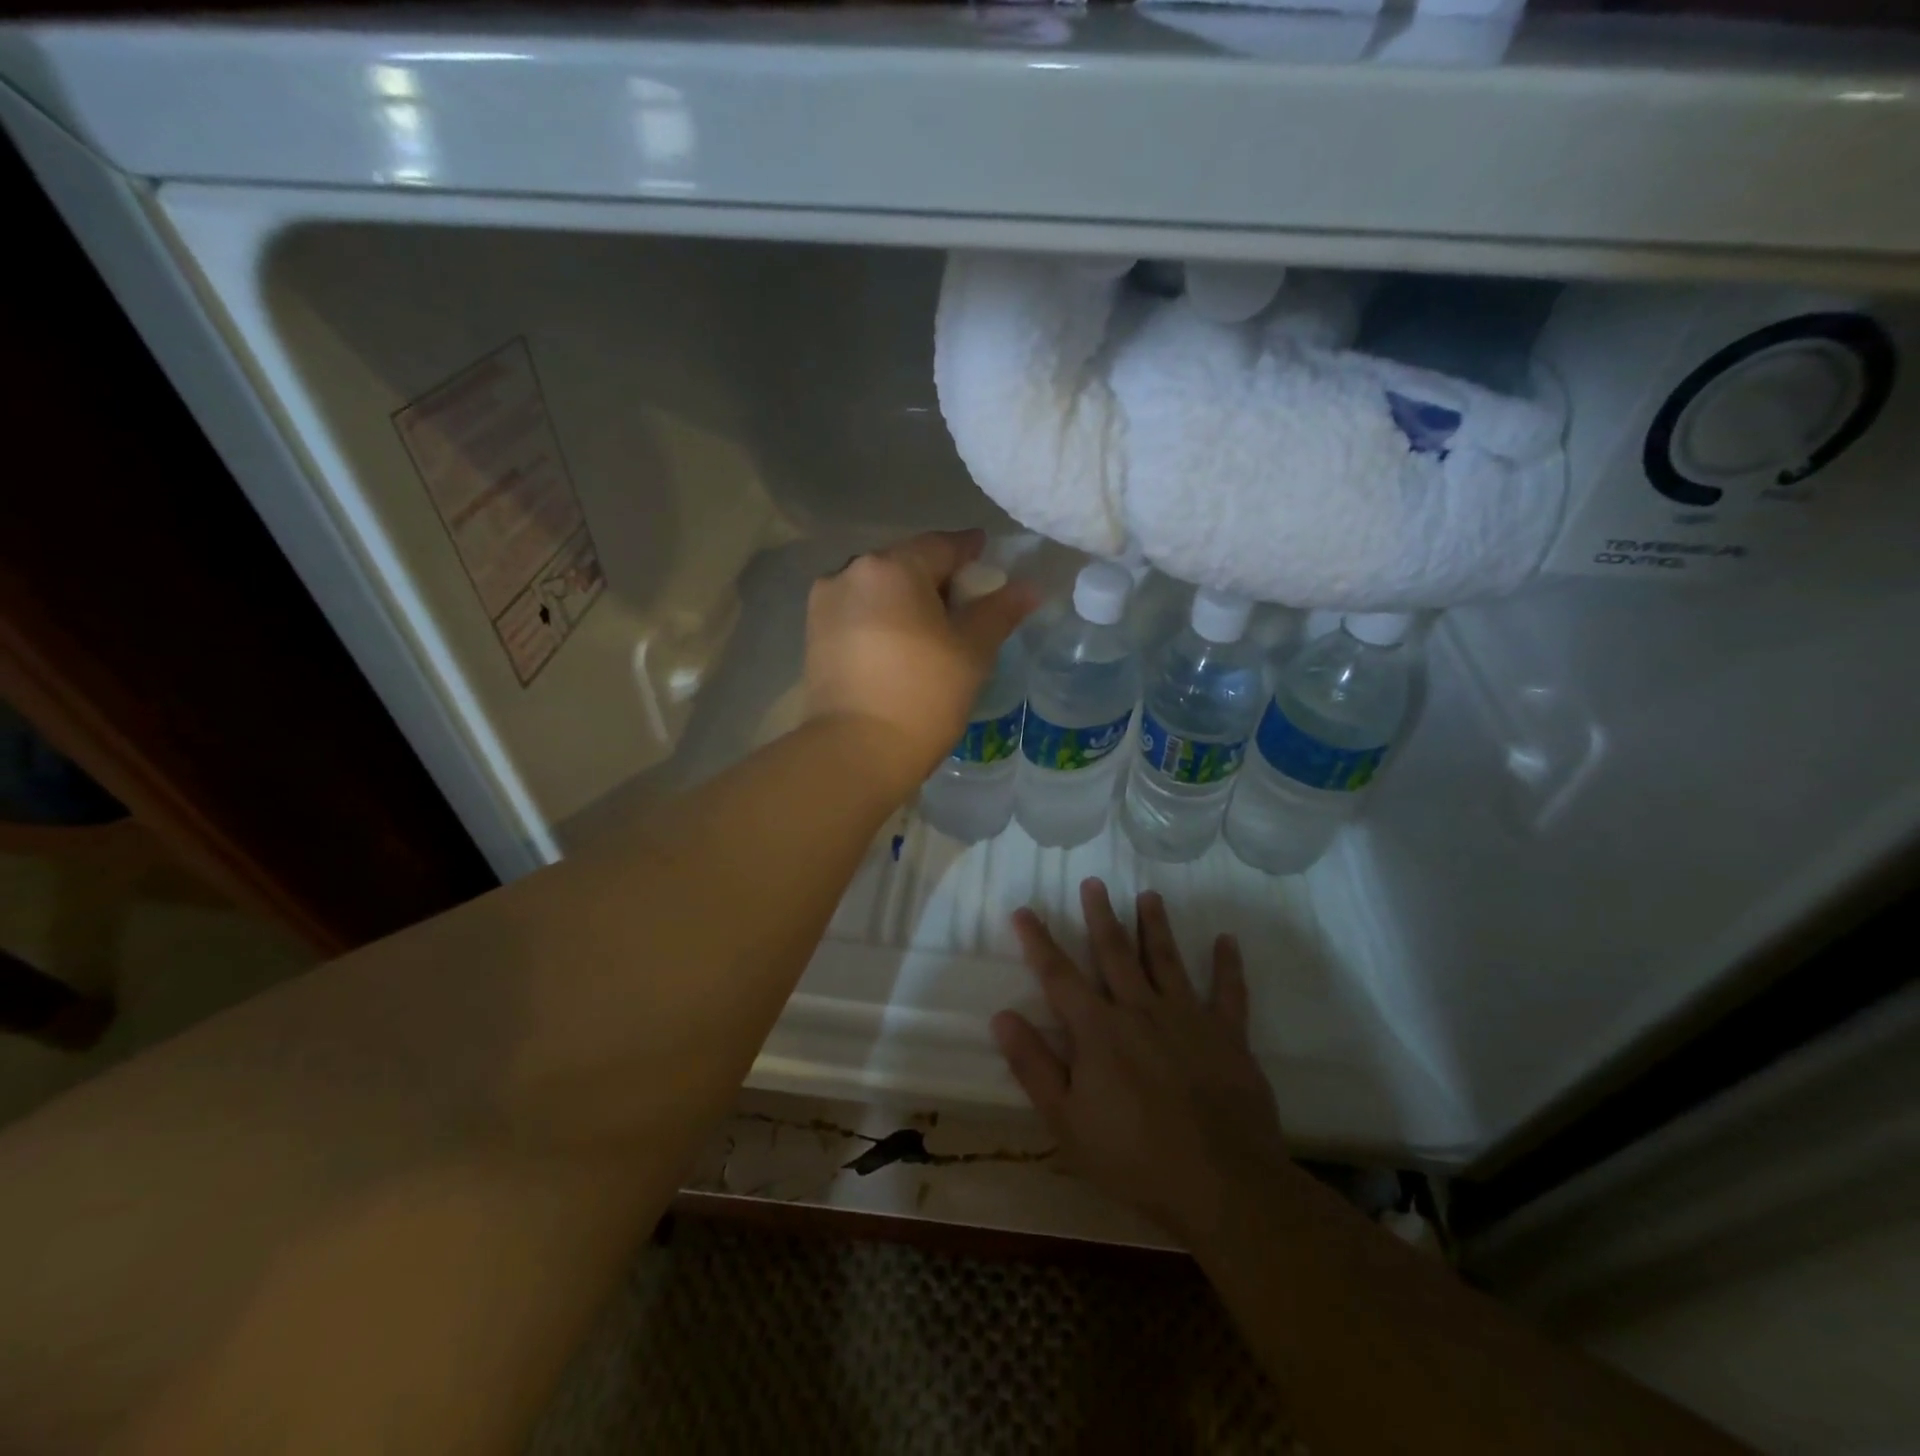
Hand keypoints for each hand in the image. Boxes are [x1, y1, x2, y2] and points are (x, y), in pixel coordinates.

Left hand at [805, 529, 1035, 789]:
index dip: (970, 551)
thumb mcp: (972, 652)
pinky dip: (881, 618)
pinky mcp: (813, 634)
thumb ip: (1000, 612)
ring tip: (930, 626)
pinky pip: (857, 611)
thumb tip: (1029, 587)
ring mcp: (825, 603)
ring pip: (877, 588)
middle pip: (905, 563)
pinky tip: (898, 643)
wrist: (855, 751)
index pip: (942, 545)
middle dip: (936, 577)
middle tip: (964, 601)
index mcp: (892, 567)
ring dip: (905, 598)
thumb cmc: (923, 695)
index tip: (987, 558)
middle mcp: (851, 572)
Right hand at [991, 879, 1290, 1245]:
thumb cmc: (1134, 1158)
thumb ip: (1034, 1066)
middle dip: (1101, 916)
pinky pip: (1229, 992)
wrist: (1222, 1184)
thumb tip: (1002, 1015)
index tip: (1024, 910)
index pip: (1058, 975)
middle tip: (1094, 882)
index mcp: (1098, 1030)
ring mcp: (1187, 1017)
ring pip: (1167, 959)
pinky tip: (1227, 941)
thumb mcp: (1066, 1121)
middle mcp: (1140, 1009)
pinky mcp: (1227, 1035)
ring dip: (1156, 926)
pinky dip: (1228, 965)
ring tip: (1149, 895)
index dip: (1038, 941)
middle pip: (1115, 952)